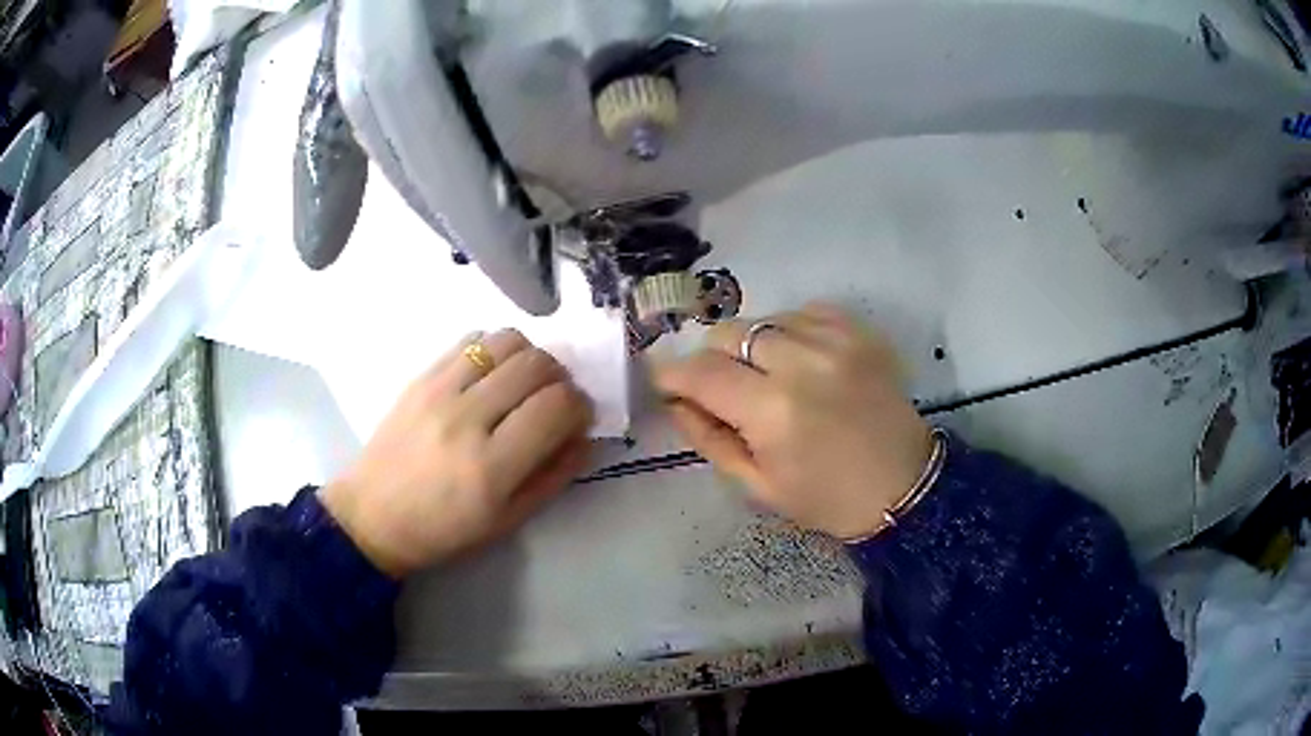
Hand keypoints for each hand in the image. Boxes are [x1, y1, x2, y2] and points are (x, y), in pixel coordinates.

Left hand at [320, 330, 593, 576]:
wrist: (373, 514)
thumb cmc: (444, 529)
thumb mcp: (509, 520)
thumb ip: (554, 475)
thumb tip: (583, 434)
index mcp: (491, 466)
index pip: (557, 406)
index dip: (581, 406)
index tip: (578, 418)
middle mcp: (466, 418)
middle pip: (537, 364)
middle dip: (561, 379)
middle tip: (555, 401)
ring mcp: (440, 390)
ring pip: (507, 341)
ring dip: (530, 357)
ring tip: (525, 383)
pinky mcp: (422, 375)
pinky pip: (472, 339)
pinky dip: (496, 348)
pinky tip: (493, 374)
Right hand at [653, 303, 932, 539]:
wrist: (905, 486)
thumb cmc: (827, 499)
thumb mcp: (757, 485)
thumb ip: (709, 437)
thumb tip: (675, 401)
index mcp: (773, 412)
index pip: (701, 372)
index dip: (672, 374)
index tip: (664, 381)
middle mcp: (802, 363)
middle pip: (728, 333)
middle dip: (712, 359)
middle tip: (722, 387)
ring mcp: (835, 341)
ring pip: (764, 319)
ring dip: (752, 345)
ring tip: (767, 375)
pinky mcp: (859, 332)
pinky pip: (804, 312)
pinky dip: (790, 332)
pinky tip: (800, 360)